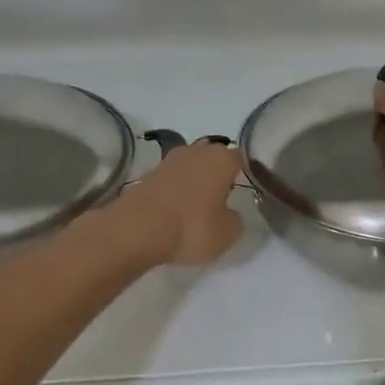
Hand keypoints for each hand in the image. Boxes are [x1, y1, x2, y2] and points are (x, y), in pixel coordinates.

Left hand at [121, 141, 244, 265]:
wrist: (138, 229)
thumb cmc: (192, 226)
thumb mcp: (228, 233)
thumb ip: (236, 220)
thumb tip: (229, 214)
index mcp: (221, 158)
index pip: (240, 158)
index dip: (245, 172)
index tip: (246, 189)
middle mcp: (196, 151)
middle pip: (213, 159)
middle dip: (217, 175)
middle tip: (223, 198)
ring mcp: (168, 161)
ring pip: (190, 168)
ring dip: (194, 183)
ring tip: (199, 207)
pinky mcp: (147, 176)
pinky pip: (170, 181)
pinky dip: (175, 192)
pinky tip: (176, 211)